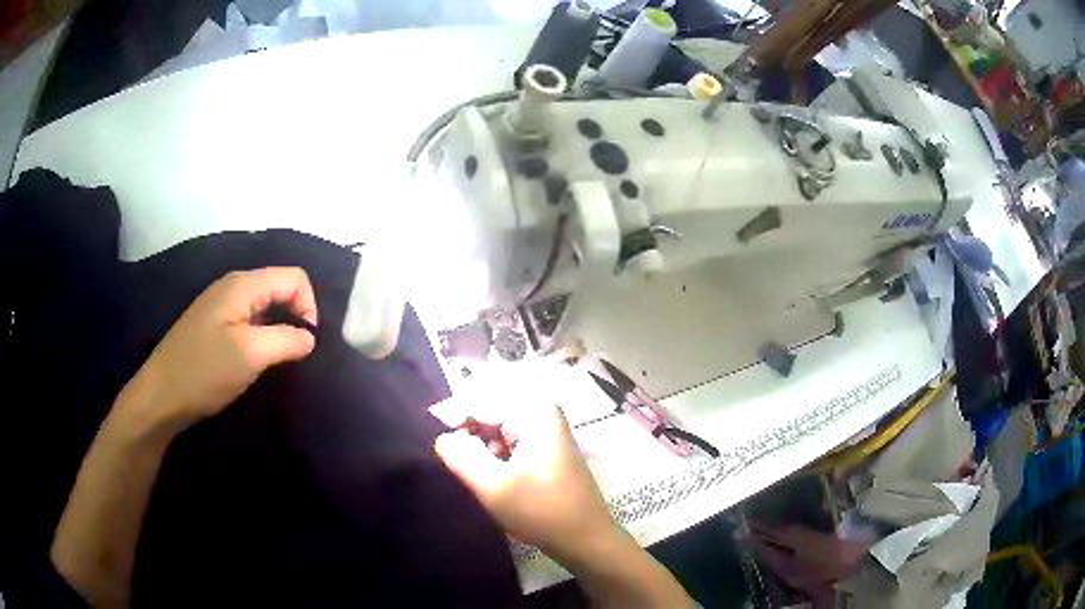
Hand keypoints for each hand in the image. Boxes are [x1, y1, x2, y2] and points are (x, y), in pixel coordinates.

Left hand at [119, 267, 318, 433]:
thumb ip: (287, 339)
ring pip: (264, 305)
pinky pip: (248, 319)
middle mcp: (232, 286)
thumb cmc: (204, 371)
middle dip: (295, 316)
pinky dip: (261, 335)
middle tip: (296, 354)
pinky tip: (255, 360)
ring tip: (278, 359)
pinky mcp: (213, 325)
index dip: (309, 305)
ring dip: (278, 328)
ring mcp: (220, 305)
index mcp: (242, 285)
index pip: (294, 277)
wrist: (161, 396)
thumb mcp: (250, 355)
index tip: (308, 343)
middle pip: (279, 287)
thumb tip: (310, 337)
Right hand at [434, 402, 618, 564]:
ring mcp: (547, 431)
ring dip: (480, 447)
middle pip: (490, 411)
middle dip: (468, 433)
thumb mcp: (492, 486)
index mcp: (534, 410)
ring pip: (498, 428)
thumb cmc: (541, 511)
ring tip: (474, 473)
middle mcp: (542, 412)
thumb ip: (460, 456)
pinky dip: (494, 456)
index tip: (436, 443)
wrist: (586, 540)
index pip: (480, 399)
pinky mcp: (546, 451)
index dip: (453, 417)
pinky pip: (510, 442)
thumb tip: (442, 438)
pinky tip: (491, 477)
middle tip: (453, 461)